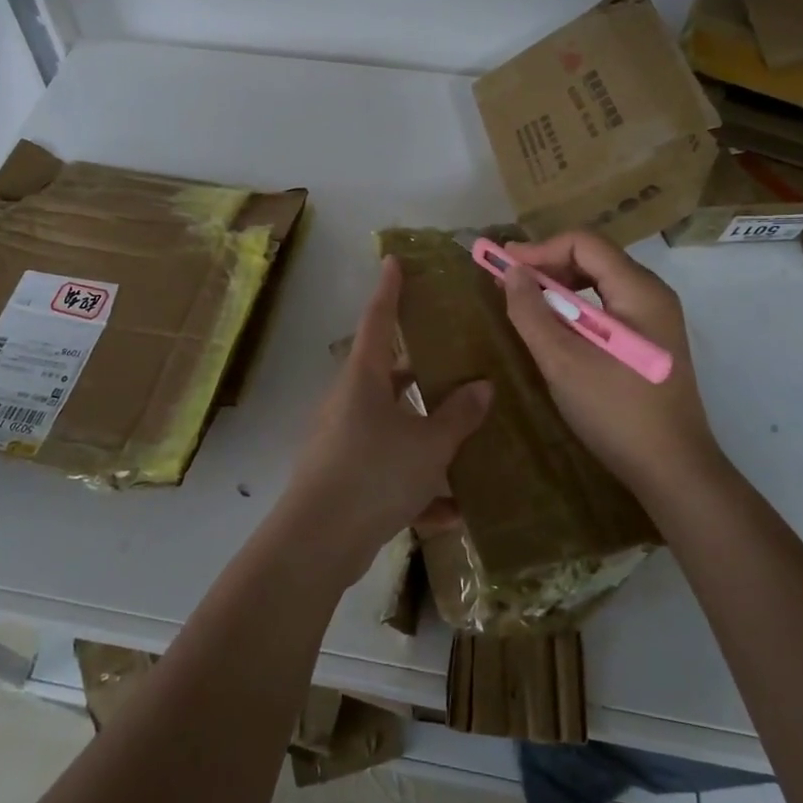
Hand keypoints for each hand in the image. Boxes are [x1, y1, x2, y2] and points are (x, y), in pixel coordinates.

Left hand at [276, 257, 491, 583]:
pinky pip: (388, 469)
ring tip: (467, 441)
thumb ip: (458, 416)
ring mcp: (344, 439)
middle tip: (457, 363)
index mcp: (364, 378)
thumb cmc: (374, 473)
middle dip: (422, 371)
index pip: (379, 320)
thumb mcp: (428, 444)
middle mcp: (350, 401)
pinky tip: (450, 511)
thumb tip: (483, 386)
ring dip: (426, 435)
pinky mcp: (345, 476)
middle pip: (389, 374)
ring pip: (392, 425)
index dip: (389, 289)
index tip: (393, 261)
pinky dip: (416, 485)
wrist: (319, 541)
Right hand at [499, 232, 717, 495]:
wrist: (673, 471)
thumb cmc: (616, 412)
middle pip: (594, 258)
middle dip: (547, 264)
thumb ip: (532, 312)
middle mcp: (652, 295)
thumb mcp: (563, 361)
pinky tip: (555, 328)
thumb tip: (511, 271)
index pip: (584, 243)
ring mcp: (655, 319)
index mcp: (639, 291)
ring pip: (600, 282)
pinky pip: (607, 306)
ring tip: (526, 304)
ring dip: (559, 286)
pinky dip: (576, 308)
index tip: (502, 264)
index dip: (539, 248)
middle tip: (508, 283)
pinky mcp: (650, 341)